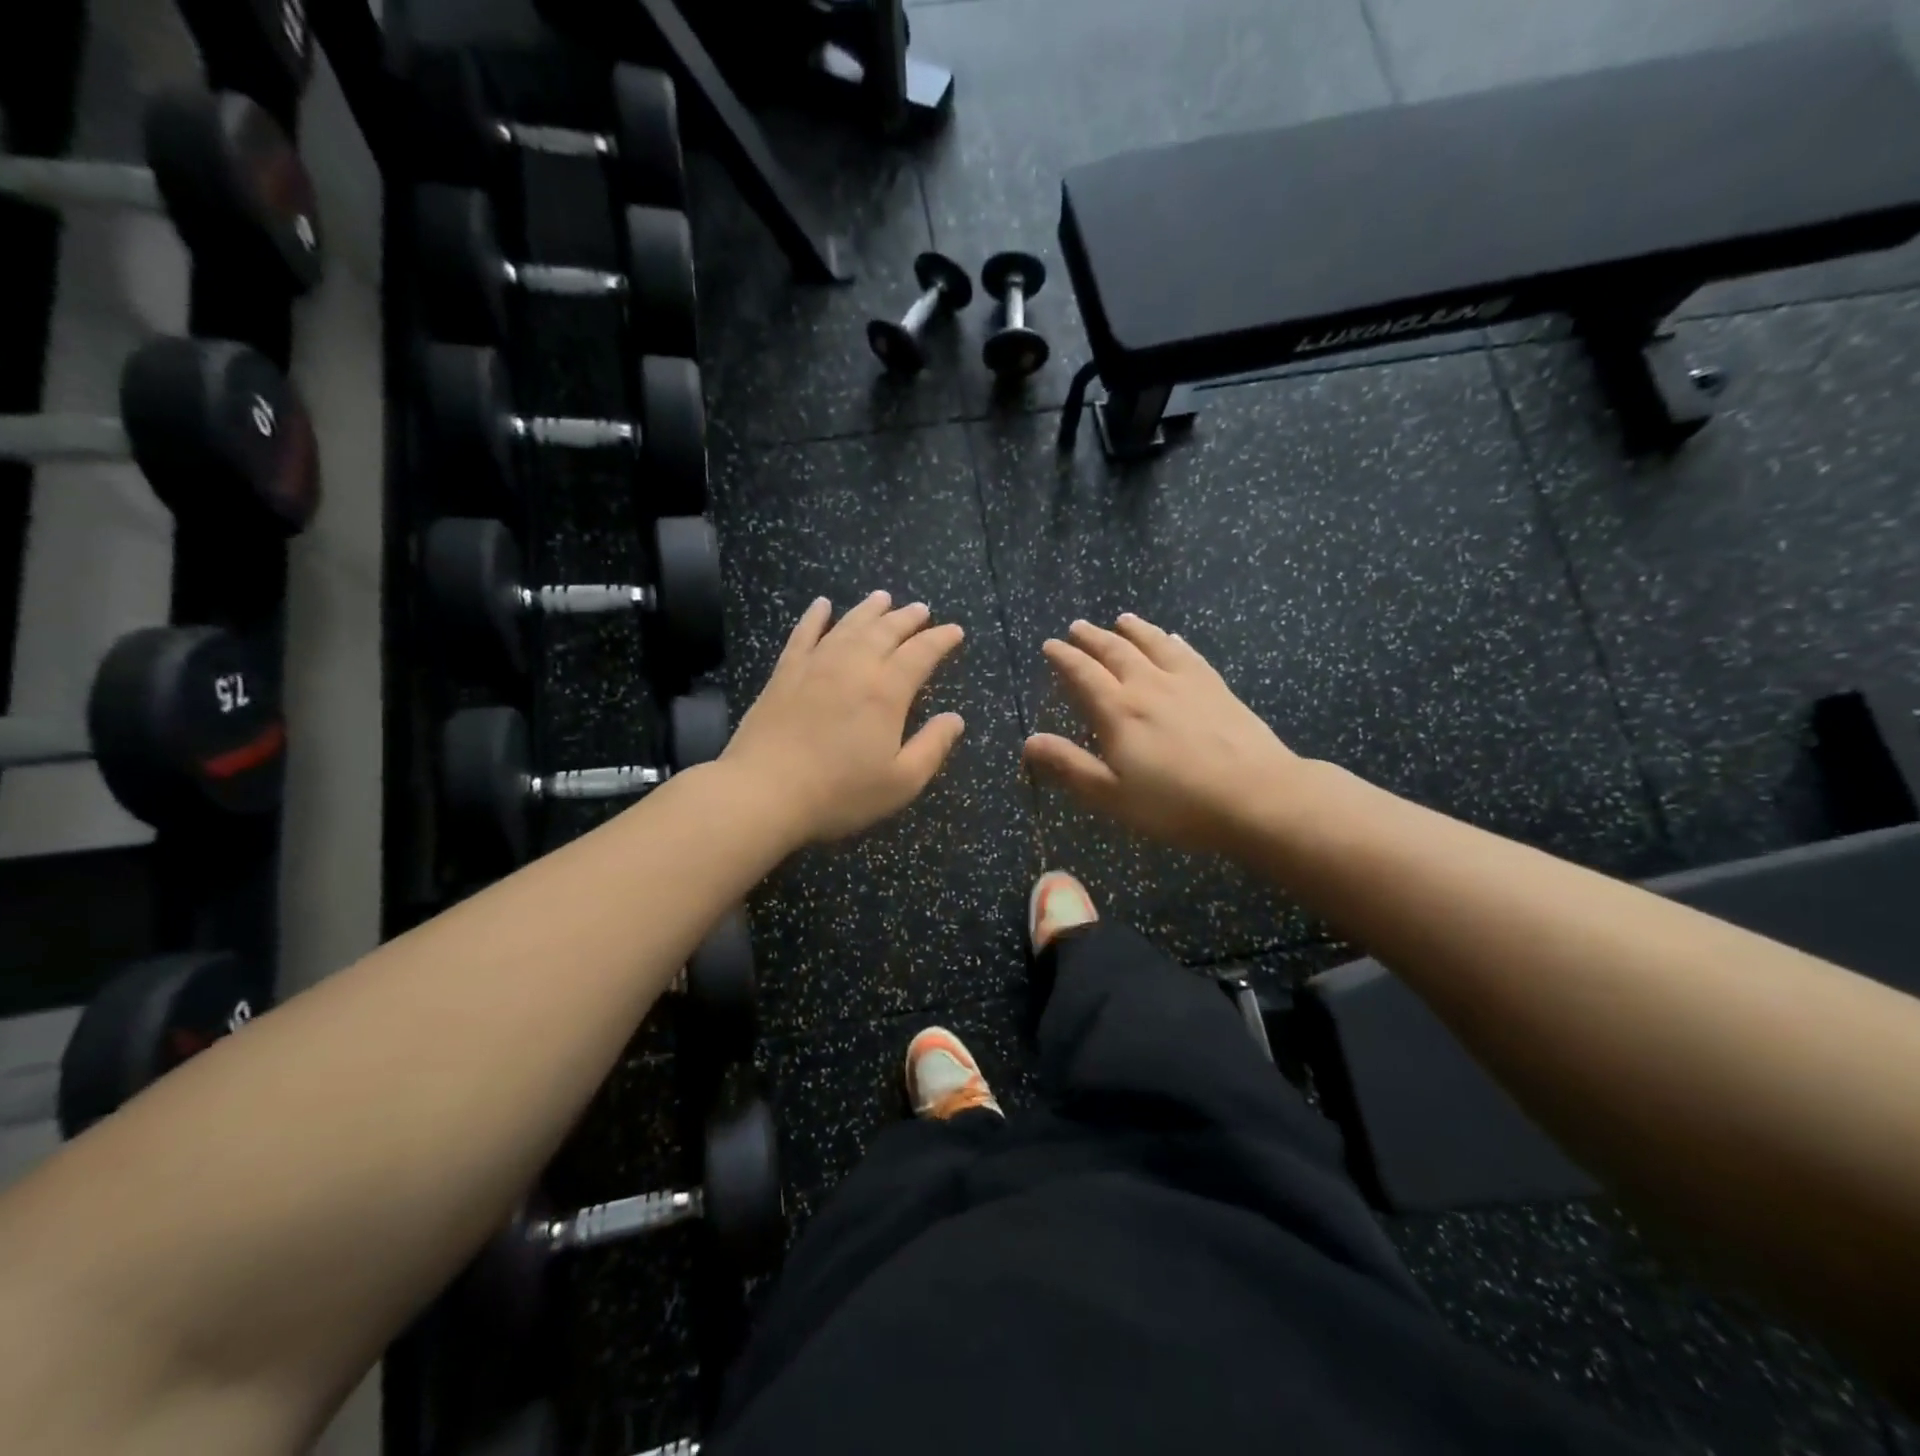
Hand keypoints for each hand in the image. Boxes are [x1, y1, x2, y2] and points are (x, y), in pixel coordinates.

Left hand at [724, 592, 966, 844]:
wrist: (764, 792)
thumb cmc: (839, 793)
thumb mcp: (901, 782)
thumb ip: (932, 747)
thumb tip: (955, 719)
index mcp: (886, 692)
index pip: (920, 654)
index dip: (940, 640)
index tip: (955, 631)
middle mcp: (853, 667)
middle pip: (885, 631)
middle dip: (907, 618)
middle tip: (921, 609)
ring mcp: (815, 665)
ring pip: (848, 625)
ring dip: (869, 610)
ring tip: (883, 598)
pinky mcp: (784, 673)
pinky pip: (803, 634)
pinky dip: (815, 616)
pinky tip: (822, 605)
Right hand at [1023, 615, 1305, 855]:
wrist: (1256, 796)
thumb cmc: (1176, 804)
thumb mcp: (1112, 795)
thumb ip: (1070, 766)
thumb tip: (1029, 741)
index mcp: (1118, 711)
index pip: (1082, 674)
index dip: (1063, 658)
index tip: (1050, 645)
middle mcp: (1148, 686)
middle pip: (1115, 652)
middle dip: (1092, 638)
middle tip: (1077, 627)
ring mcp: (1186, 683)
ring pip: (1153, 645)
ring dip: (1133, 630)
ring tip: (1121, 619)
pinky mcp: (1217, 688)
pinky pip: (1189, 655)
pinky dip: (1174, 643)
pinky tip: (1173, 639)